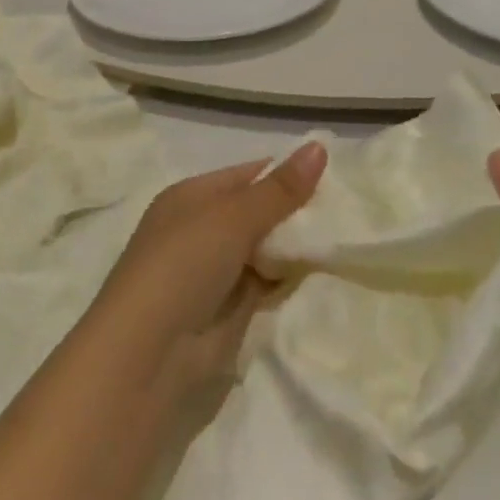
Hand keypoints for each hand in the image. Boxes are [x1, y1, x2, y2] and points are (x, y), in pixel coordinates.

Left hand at [86, 143, 327, 397]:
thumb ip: (280, 189)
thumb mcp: (232, 217)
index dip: (289, 173)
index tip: (337, 175)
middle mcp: (203, 229)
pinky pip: (270, 285)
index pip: (250, 175)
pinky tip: (331, 272)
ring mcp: (217, 271)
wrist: (148, 354)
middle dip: (300, 213)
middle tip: (351, 210)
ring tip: (351, 237)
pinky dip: (294, 280)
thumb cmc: (183, 265)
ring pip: (269, 250)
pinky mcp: (232, 310)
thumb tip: (320, 145)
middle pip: (262, 213)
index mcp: (193, 197)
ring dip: (300, 248)